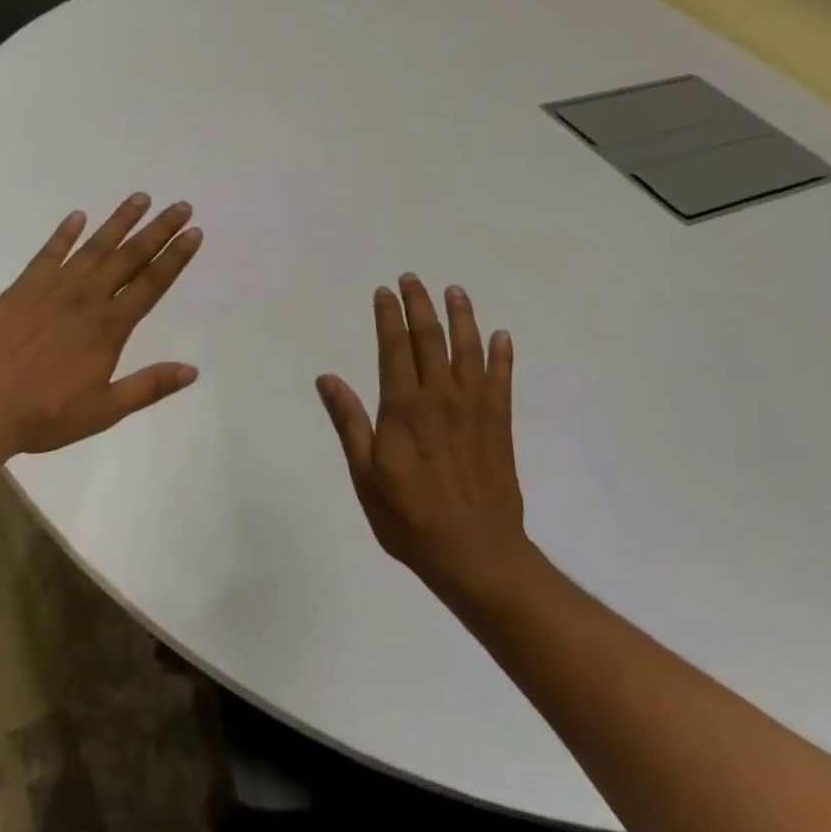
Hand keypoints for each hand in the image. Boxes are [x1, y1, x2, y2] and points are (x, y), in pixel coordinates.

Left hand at [0, 193, 203, 460]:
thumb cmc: (44, 415)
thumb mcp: (103, 411)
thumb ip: (148, 387)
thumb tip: (192, 370)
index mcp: (109, 327)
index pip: (152, 284)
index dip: (176, 257)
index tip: (194, 233)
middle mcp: (86, 298)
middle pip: (129, 257)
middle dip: (158, 230)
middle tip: (180, 205)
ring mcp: (52, 288)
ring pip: (94, 247)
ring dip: (119, 222)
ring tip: (139, 198)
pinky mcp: (22, 287)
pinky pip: (48, 253)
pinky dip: (64, 233)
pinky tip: (77, 217)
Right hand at [316, 276, 543, 612]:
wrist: (475, 552)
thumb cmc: (409, 516)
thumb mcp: (365, 473)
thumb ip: (349, 421)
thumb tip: (328, 378)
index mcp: (404, 408)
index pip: (394, 348)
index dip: (389, 316)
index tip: (384, 292)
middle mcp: (441, 398)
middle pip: (431, 339)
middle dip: (420, 305)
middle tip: (413, 279)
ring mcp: (474, 410)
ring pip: (469, 351)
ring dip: (462, 318)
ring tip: (455, 291)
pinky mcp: (499, 426)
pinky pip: (502, 381)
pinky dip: (502, 356)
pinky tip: (501, 337)